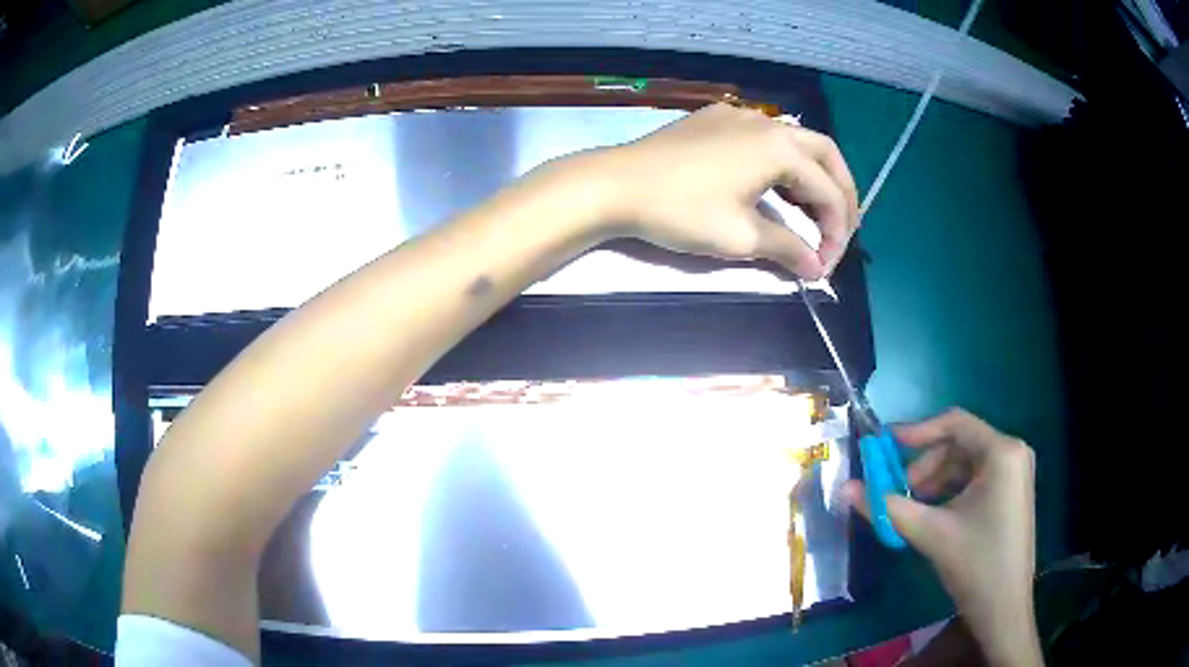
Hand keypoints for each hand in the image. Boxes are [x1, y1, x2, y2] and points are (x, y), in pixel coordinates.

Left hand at [581, 103, 858, 279]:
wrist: (615, 185)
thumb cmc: (681, 210)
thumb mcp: (740, 235)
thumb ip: (787, 248)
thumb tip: (816, 269)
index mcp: (780, 147)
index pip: (829, 191)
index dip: (836, 232)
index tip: (826, 266)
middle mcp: (767, 123)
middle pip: (825, 155)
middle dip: (840, 194)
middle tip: (839, 231)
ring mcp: (739, 116)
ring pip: (797, 143)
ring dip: (813, 177)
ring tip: (813, 214)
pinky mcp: (716, 119)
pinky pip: (766, 137)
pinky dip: (784, 163)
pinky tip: (776, 186)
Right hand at [844, 409, 1041, 666]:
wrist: (1004, 608)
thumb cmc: (975, 564)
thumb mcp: (930, 533)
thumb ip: (887, 507)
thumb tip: (847, 489)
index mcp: (1002, 452)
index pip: (955, 423)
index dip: (917, 431)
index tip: (884, 446)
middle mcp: (1013, 452)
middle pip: (960, 444)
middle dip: (925, 466)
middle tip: (898, 492)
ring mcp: (1015, 473)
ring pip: (966, 462)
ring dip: (935, 481)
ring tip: (913, 508)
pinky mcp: (1012, 492)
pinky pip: (976, 478)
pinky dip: (951, 491)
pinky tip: (935, 515)